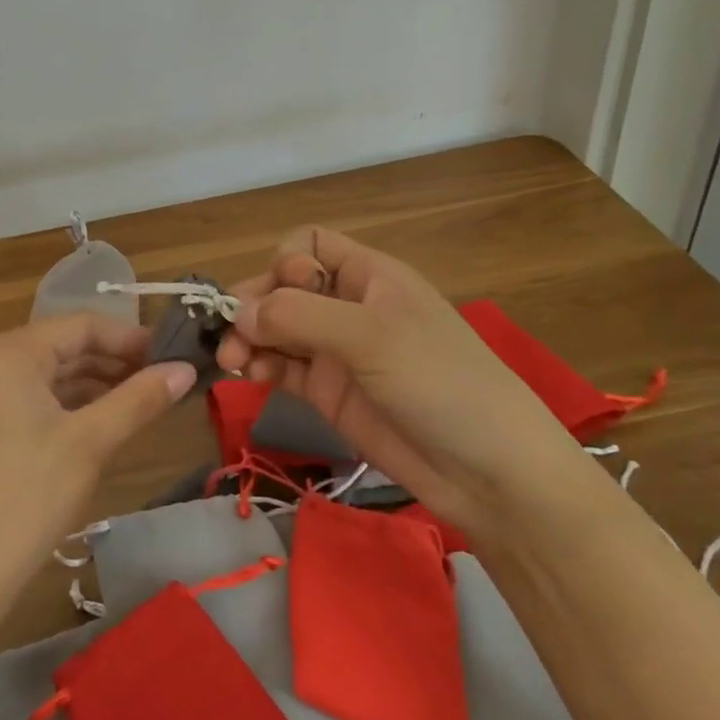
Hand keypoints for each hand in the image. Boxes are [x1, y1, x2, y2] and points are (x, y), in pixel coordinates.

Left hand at [0, 313, 193, 639]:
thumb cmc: (26, 499)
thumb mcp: (90, 444)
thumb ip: (139, 399)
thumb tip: (186, 369)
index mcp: (10, 351)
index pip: (81, 324)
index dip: (130, 337)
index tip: (172, 355)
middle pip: (64, 345)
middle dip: (114, 361)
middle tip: (163, 380)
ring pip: (50, 373)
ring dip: (94, 383)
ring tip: (142, 400)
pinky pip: (32, 396)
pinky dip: (68, 403)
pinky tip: (102, 420)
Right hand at [215, 227, 576, 534]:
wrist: (490, 473)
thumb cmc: (439, 381)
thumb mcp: (371, 336)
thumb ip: (299, 317)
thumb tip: (237, 313)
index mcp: (368, 276)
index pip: (310, 245)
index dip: (287, 262)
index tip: (281, 294)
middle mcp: (347, 306)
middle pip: (283, 287)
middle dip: (254, 304)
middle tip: (229, 335)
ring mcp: (336, 351)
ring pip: (276, 328)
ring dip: (249, 338)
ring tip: (233, 361)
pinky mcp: (328, 392)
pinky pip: (282, 367)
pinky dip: (261, 367)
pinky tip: (252, 377)